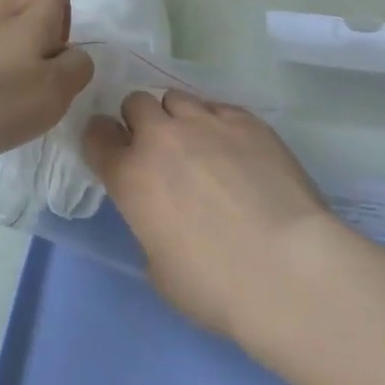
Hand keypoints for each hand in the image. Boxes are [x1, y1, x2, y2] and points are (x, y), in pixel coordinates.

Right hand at [82, 90, 340, 342]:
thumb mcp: (159, 268)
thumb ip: (149, 226)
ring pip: (176, 98)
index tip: (112, 152)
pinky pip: (218, 107)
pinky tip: (236, 150)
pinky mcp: (246, 119)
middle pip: (136, 103)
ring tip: (198, 145)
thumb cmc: (215, 286)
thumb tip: (162, 214)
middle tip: (159, 150)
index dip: (102, 140)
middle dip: (140, 122)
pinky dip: (217, 123)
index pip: (97, 135)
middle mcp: (161, 137)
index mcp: (130, 176)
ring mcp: (205, 122)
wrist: (287, 268)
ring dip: (177, 118)